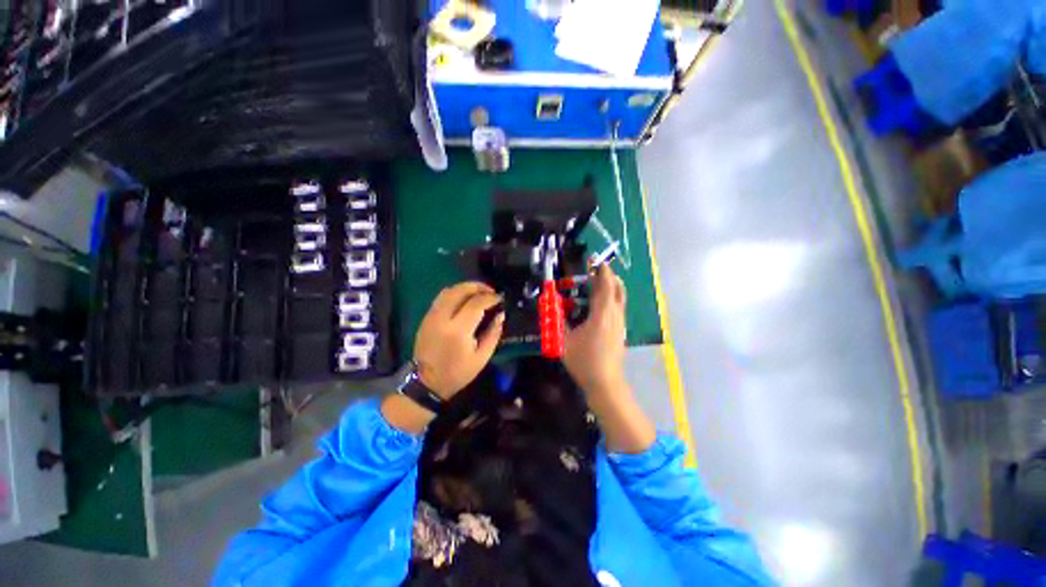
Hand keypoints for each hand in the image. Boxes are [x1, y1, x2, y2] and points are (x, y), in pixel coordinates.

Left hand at [414, 282, 504, 398]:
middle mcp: (442, 318)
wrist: (426, 383)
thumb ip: (493, 333)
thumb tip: (500, 315)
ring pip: (448, 291)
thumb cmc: (457, 373)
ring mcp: (431, 316)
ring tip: (479, 291)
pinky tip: (465, 298)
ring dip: (465, 287)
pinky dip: (455, 293)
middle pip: (459, 291)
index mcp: (458, 331)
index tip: (500, 298)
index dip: (490, 298)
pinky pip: (441, 297)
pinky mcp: (426, 317)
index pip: (475, 303)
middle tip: (491, 290)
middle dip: (477, 286)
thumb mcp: (482, 357)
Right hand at [564, 265, 626, 393]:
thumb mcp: (564, 341)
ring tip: (597, 283)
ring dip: (611, 286)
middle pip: (618, 288)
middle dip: (608, 275)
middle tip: (595, 269)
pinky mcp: (622, 331)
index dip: (602, 270)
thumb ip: (558, 320)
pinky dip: (612, 297)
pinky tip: (599, 304)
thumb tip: (552, 304)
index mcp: (601, 315)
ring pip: (620, 297)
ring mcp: (621, 323)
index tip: (595, 260)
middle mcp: (615, 315)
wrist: (606, 383)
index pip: (605, 285)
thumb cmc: (584, 361)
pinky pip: (619, 307)